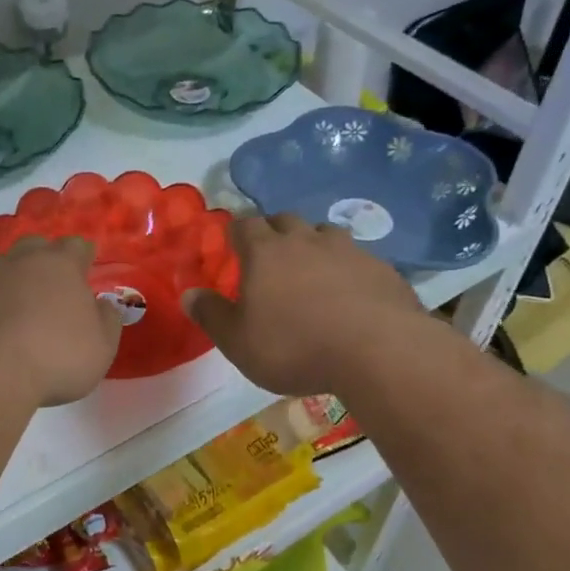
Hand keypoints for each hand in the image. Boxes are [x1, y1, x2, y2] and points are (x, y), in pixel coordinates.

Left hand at [0, 237, 121, 407]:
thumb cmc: (53, 359)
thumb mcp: (100, 348)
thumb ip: (106, 320)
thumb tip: (102, 304)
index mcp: (60, 265)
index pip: (77, 246)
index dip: (82, 258)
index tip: (84, 270)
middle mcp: (18, 259)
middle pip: (33, 247)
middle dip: (40, 262)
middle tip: (45, 290)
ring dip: (2, 280)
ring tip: (5, 309)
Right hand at [183, 213, 438, 396]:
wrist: (378, 351)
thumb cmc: (294, 346)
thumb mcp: (239, 341)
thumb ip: (211, 315)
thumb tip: (188, 294)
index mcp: (265, 252)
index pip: (244, 225)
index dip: (236, 232)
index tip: (233, 244)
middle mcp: (305, 241)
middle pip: (285, 219)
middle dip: (274, 231)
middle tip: (270, 254)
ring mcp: (347, 250)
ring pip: (325, 232)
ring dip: (314, 243)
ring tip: (312, 267)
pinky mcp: (381, 268)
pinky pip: (358, 257)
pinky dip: (348, 267)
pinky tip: (351, 292)